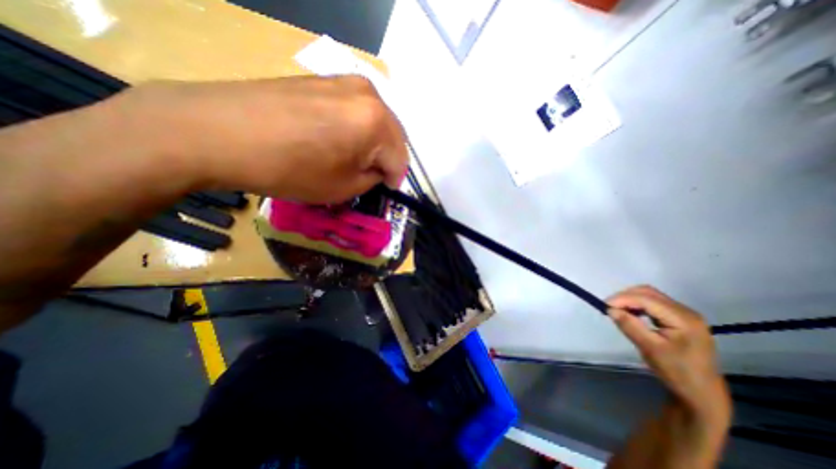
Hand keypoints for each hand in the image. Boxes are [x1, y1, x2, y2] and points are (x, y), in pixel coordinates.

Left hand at [112, 76, 410, 202]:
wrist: (220, 131)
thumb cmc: (290, 168)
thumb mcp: (343, 188)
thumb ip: (372, 179)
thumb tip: (378, 171)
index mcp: (377, 123)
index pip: (400, 160)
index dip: (394, 181)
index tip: (384, 191)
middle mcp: (369, 94)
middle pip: (393, 136)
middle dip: (387, 159)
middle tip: (372, 176)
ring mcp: (345, 81)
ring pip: (376, 121)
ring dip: (373, 143)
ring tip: (354, 158)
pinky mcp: (324, 80)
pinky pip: (356, 110)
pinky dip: (357, 129)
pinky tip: (338, 139)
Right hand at [608, 287, 731, 421]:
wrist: (702, 393)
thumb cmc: (677, 372)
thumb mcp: (649, 349)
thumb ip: (629, 325)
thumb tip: (610, 309)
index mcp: (683, 319)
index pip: (646, 299)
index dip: (623, 299)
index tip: (604, 306)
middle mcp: (685, 311)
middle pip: (648, 293)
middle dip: (625, 297)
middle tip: (609, 308)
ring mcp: (683, 314)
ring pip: (650, 296)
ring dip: (630, 300)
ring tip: (617, 311)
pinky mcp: (679, 318)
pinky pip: (653, 304)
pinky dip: (638, 305)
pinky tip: (631, 314)